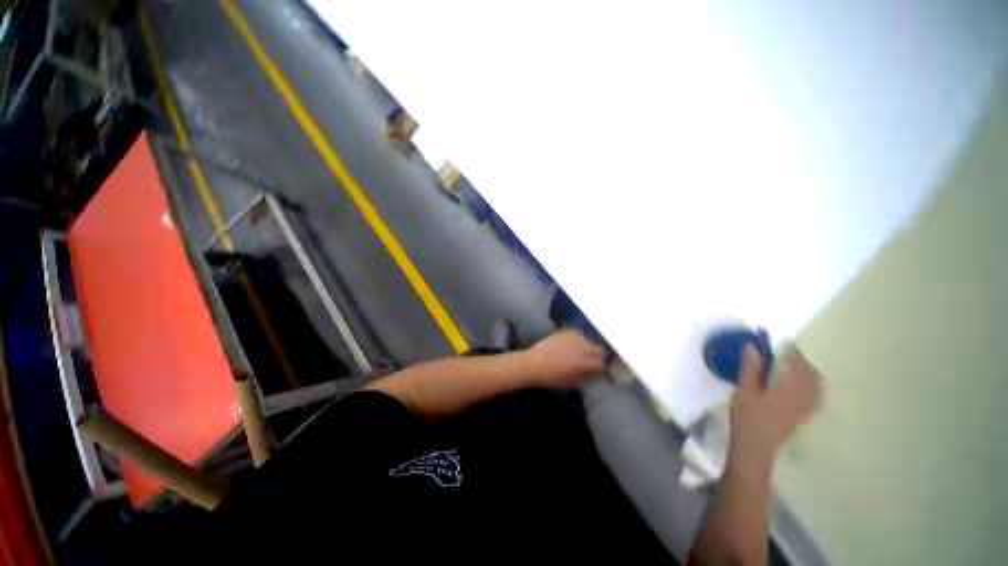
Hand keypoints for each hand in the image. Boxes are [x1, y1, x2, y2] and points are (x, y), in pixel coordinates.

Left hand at [522, 330, 606, 387]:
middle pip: (599, 349)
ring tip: (590, 352)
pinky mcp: (565, 332)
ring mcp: (573, 337)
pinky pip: (579, 334)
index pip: (603, 363)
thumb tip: (596, 374)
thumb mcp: (572, 382)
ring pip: (590, 340)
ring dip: (592, 346)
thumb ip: (586, 377)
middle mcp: (582, 347)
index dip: (606, 368)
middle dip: (602, 356)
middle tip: (600, 361)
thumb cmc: (551, 378)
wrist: (532, 364)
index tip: (606, 371)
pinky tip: (579, 344)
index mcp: (584, 362)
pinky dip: (582, 339)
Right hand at [730, 344, 818, 459]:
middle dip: (803, 363)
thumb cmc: (747, 416)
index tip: (787, 343)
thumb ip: (750, 368)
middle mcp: (802, 398)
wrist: (755, 447)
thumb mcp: (744, 390)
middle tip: (791, 354)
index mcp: (789, 389)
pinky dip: (812, 388)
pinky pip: (815, 398)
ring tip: (799, 368)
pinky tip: (803, 388)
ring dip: (810, 375)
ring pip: (816, 388)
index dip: (794, 353)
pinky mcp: (802, 417)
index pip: (797, 365)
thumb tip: (752, 346)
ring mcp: (805, 409)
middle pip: (811, 376)